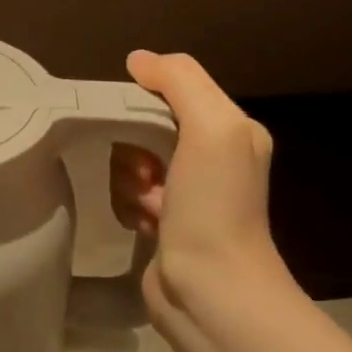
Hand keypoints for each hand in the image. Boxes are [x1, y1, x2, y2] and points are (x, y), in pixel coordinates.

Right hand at [110, 50, 282, 336]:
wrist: (212, 292)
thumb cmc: (214, 206)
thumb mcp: (212, 127)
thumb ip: (179, 81)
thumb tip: (138, 59)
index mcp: (228, 129)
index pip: (170, 90)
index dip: (143, 101)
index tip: (134, 124)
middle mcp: (209, 157)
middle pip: (142, 126)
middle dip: (133, 148)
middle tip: (147, 174)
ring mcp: (184, 193)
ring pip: (127, 161)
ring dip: (128, 181)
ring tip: (150, 207)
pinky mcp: (161, 222)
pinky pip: (124, 194)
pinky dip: (127, 206)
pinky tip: (144, 225)